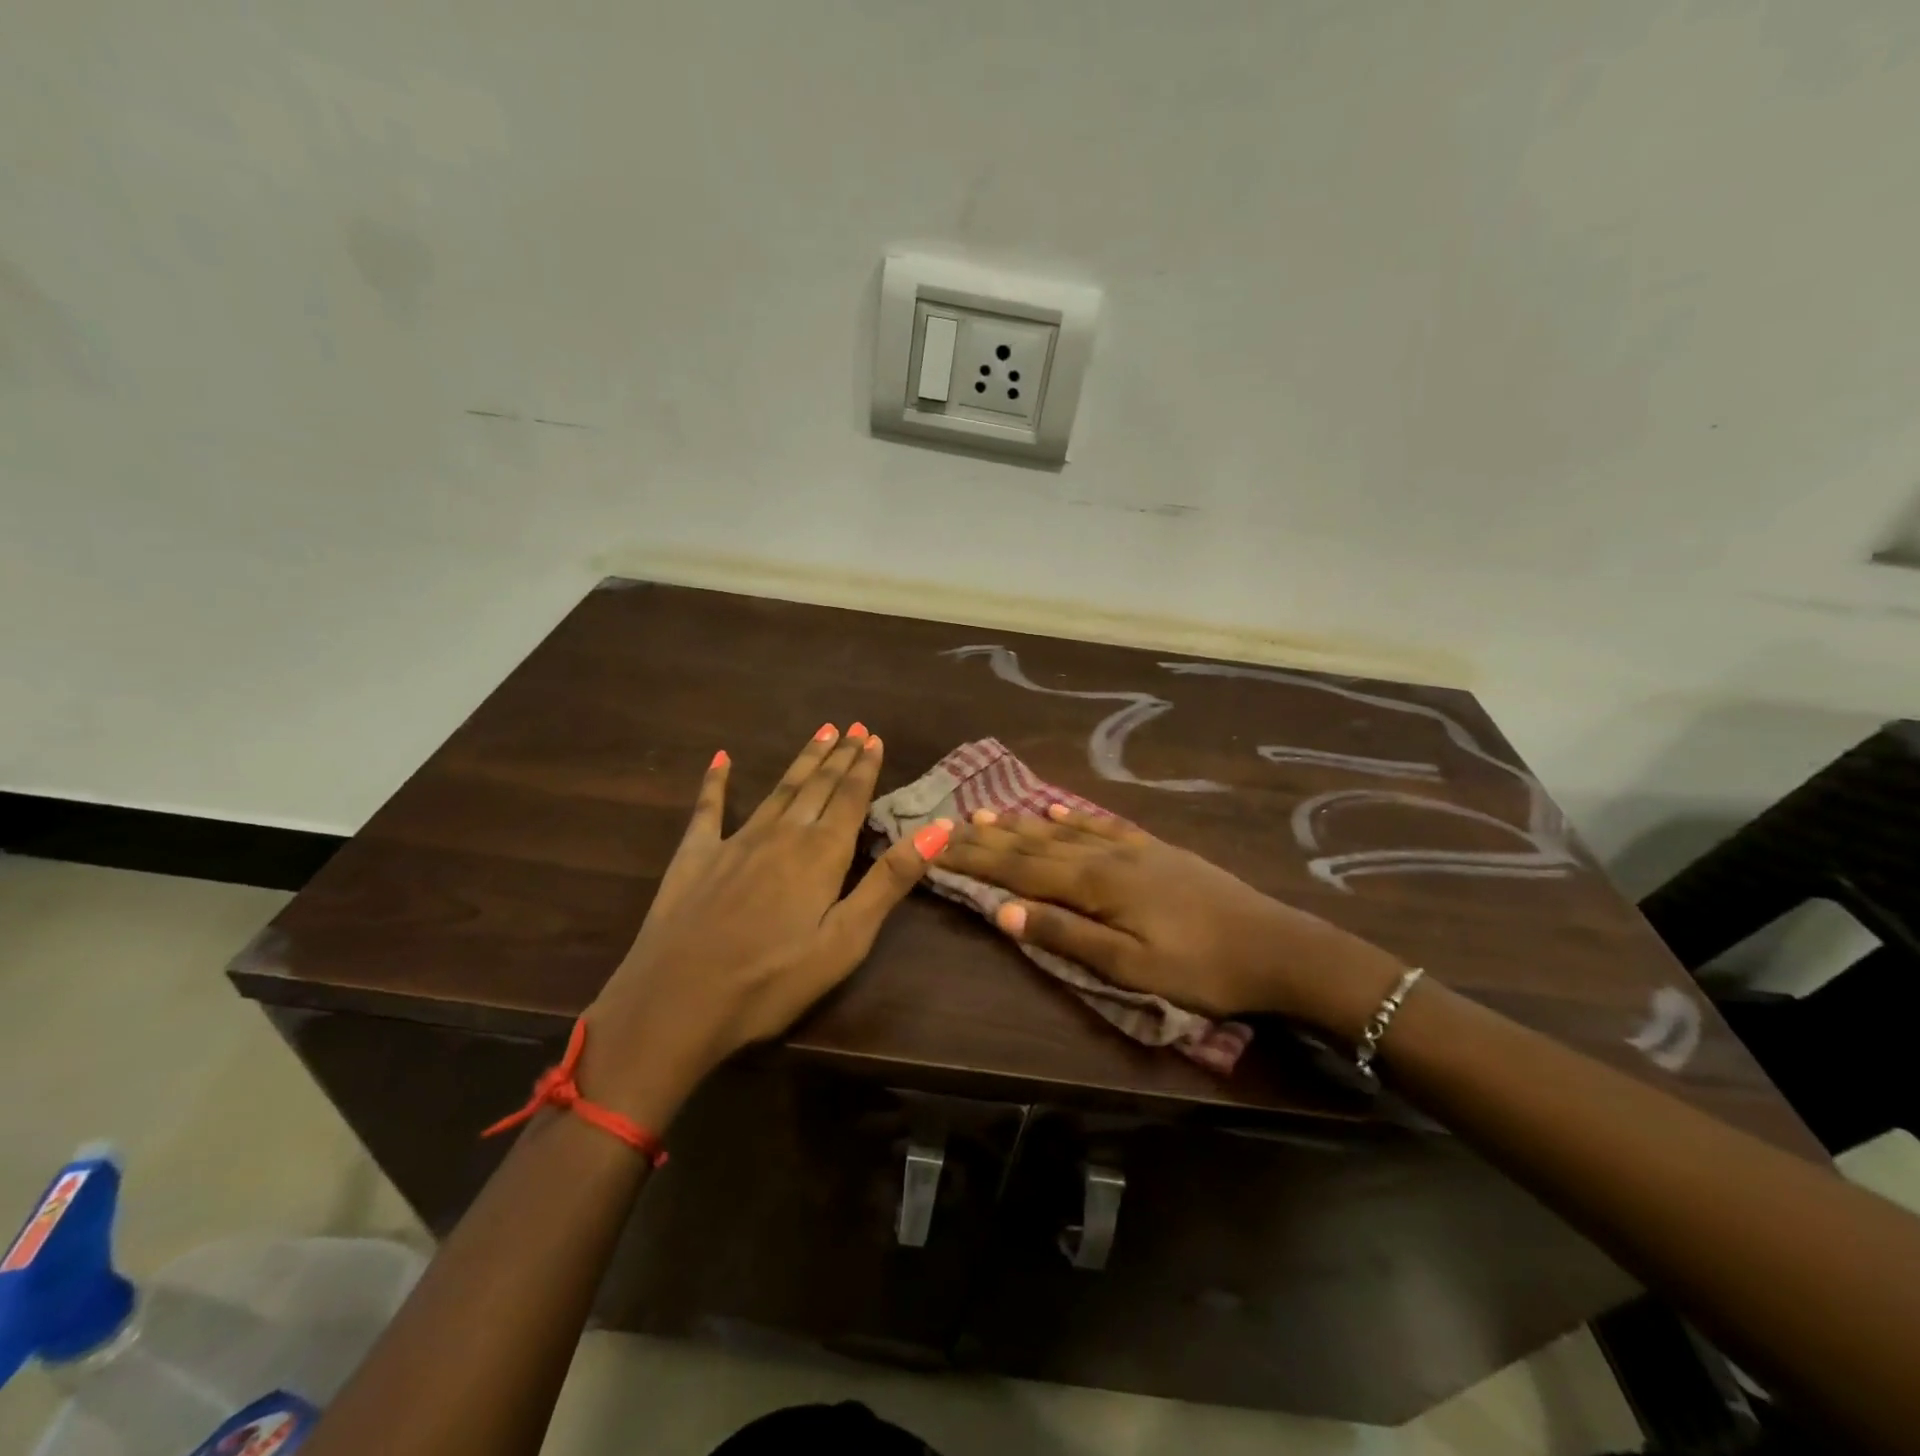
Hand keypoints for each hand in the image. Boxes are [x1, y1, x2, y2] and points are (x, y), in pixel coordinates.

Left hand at [581, 725, 950, 1125]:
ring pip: (778, 790)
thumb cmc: (772, 980)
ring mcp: (734, 841)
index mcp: (821, 854)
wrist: (677, 1003)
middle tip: (853, 727)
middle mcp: (781, 834)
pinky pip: (708, 809)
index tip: (874, 738)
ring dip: (802, 761)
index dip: (864, 768)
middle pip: (817, 787)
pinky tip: (720, 759)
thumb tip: (939, 827)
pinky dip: (715, 782)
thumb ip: (890, 880)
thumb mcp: (846, 939)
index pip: (850, 799)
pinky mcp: (695, 856)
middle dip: (838, 756)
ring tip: (820, 732)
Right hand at [942, 806, 1404, 1035]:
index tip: (937, 845)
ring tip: (987, 812)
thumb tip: (1003, 913)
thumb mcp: (1131, 967)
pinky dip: (1073, 816)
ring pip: (1063, 829)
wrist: (1276, 946)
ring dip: (1022, 822)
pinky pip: (1102, 825)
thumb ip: (1067, 936)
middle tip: (949, 823)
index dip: (977, 859)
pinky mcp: (1155, 849)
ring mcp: (1132, 848)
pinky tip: (1056, 807)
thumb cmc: (1201, 968)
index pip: (1020, 869)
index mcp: (1095, 885)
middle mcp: (1105, 856)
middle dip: (990, 837)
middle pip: (1035, 843)